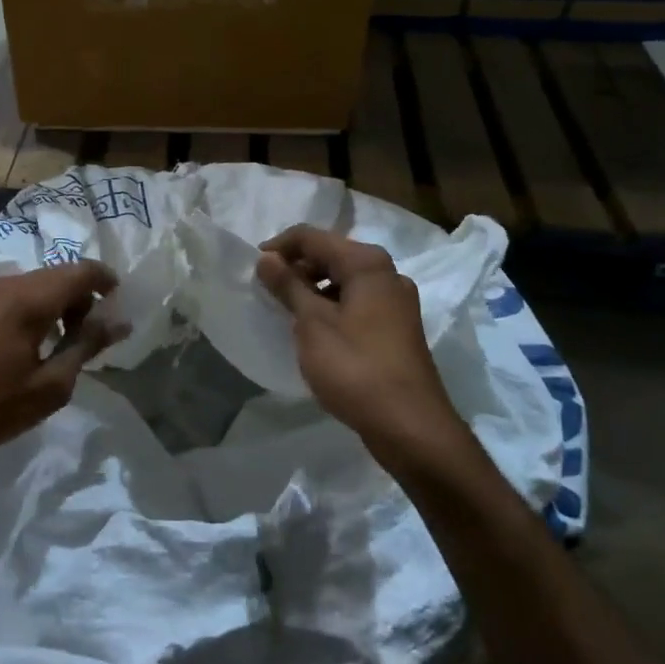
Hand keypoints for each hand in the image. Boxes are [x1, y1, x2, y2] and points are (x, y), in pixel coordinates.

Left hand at [0, 261, 124, 479]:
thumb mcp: (50, 385)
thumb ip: (87, 346)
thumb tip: (120, 322)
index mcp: (31, 298)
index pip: (82, 270)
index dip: (106, 282)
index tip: (118, 308)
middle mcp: (9, 284)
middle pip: (60, 274)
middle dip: (83, 297)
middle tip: (91, 335)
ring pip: (38, 283)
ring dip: (59, 303)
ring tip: (63, 344)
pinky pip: (17, 294)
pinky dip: (36, 307)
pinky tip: (33, 343)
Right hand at [256, 225, 465, 473]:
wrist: (410, 426)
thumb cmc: (355, 368)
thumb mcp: (312, 324)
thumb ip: (288, 286)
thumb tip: (266, 258)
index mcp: (367, 263)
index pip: (312, 237)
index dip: (279, 247)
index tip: (254, 269)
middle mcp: (387, 273)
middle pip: (331, 254)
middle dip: (296, 267)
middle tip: (267, 291)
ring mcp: (397, 301)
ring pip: (345, 280)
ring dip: (313, 288)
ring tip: (287, 311)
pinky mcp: (397, 327)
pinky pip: (357, 302)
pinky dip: (332, 306)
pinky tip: (315, 330)